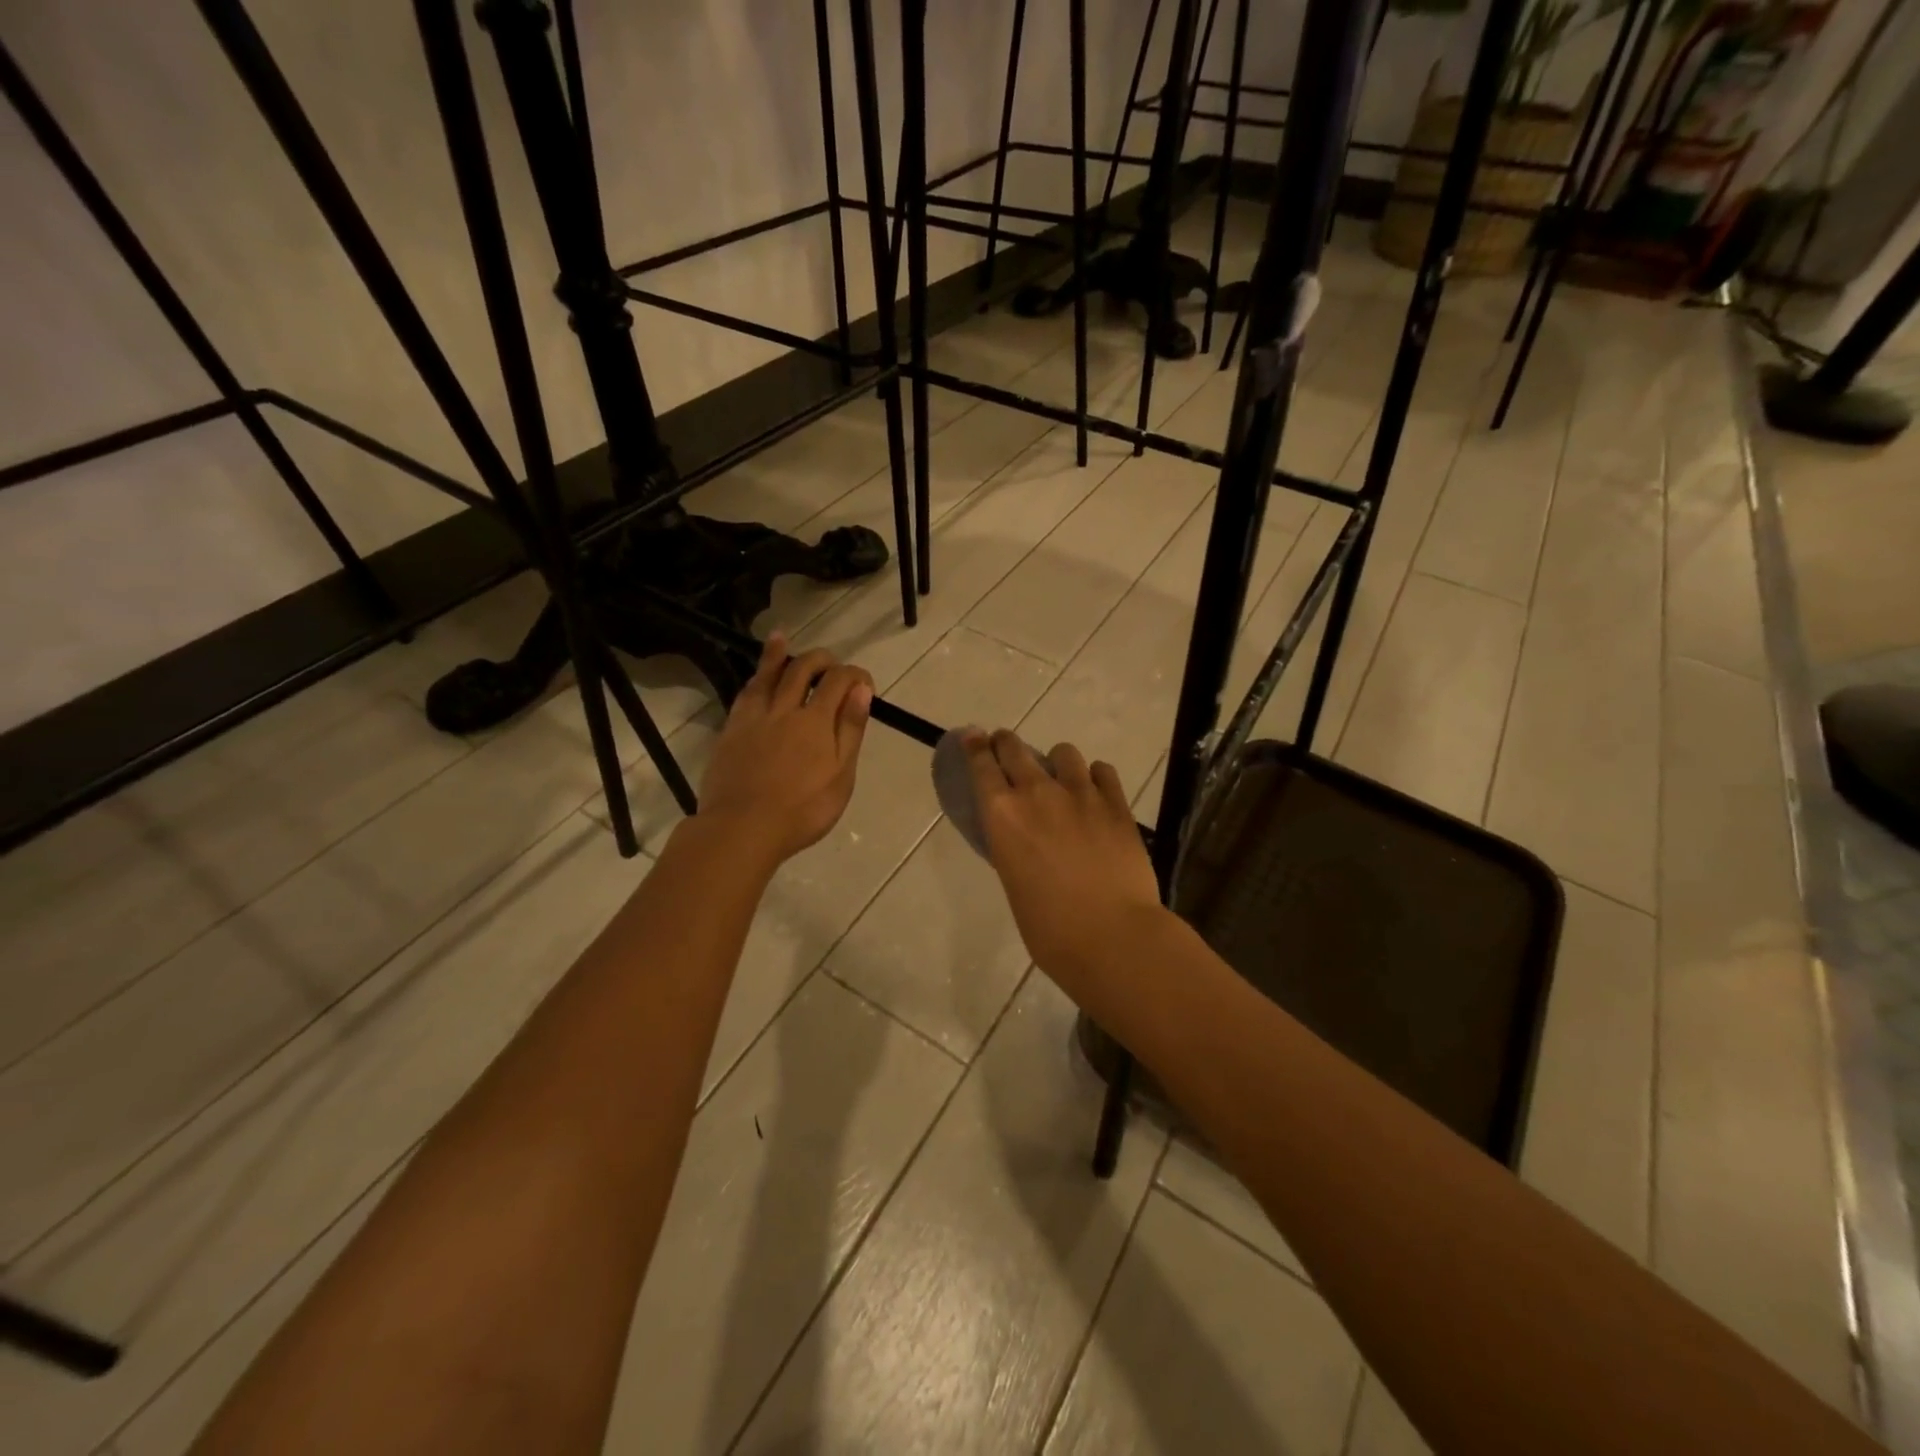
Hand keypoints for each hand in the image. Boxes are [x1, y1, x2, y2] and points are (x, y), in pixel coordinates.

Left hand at [697, 635, 873, 865]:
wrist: (742, 828)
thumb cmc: (802, 810)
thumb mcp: (841, 776)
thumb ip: (850, 731)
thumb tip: (861, 691)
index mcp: (816, 721)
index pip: (839, 681)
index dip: (855, 674)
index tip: (864, 683)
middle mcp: (785, 709)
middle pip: (802, 670)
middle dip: (821, 659)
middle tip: (831, 661)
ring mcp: (754, 718)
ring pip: (768, 675)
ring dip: (778, 654)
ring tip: (782, 637)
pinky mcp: (731, 730)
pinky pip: (746, 694)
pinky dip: (755, 677)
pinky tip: (756, 678)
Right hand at [961, 730, 1164, 983]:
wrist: (1111, 935)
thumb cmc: (1049, 927)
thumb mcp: (1013, 882)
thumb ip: (1014, 847)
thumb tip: (1022, 836)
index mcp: (1003, 815)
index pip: (981, 765)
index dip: (975, 746)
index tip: (974, 736)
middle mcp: (1038, 793)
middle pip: (1016, 748)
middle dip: (1007, 743)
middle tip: (1006, 746)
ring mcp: (1081, 793)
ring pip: (1064, 752)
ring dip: (1057, 762)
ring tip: (1062, 779)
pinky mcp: (1116, 803)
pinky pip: (1102, 771)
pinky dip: (1095, 777)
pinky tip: (1096, 792)